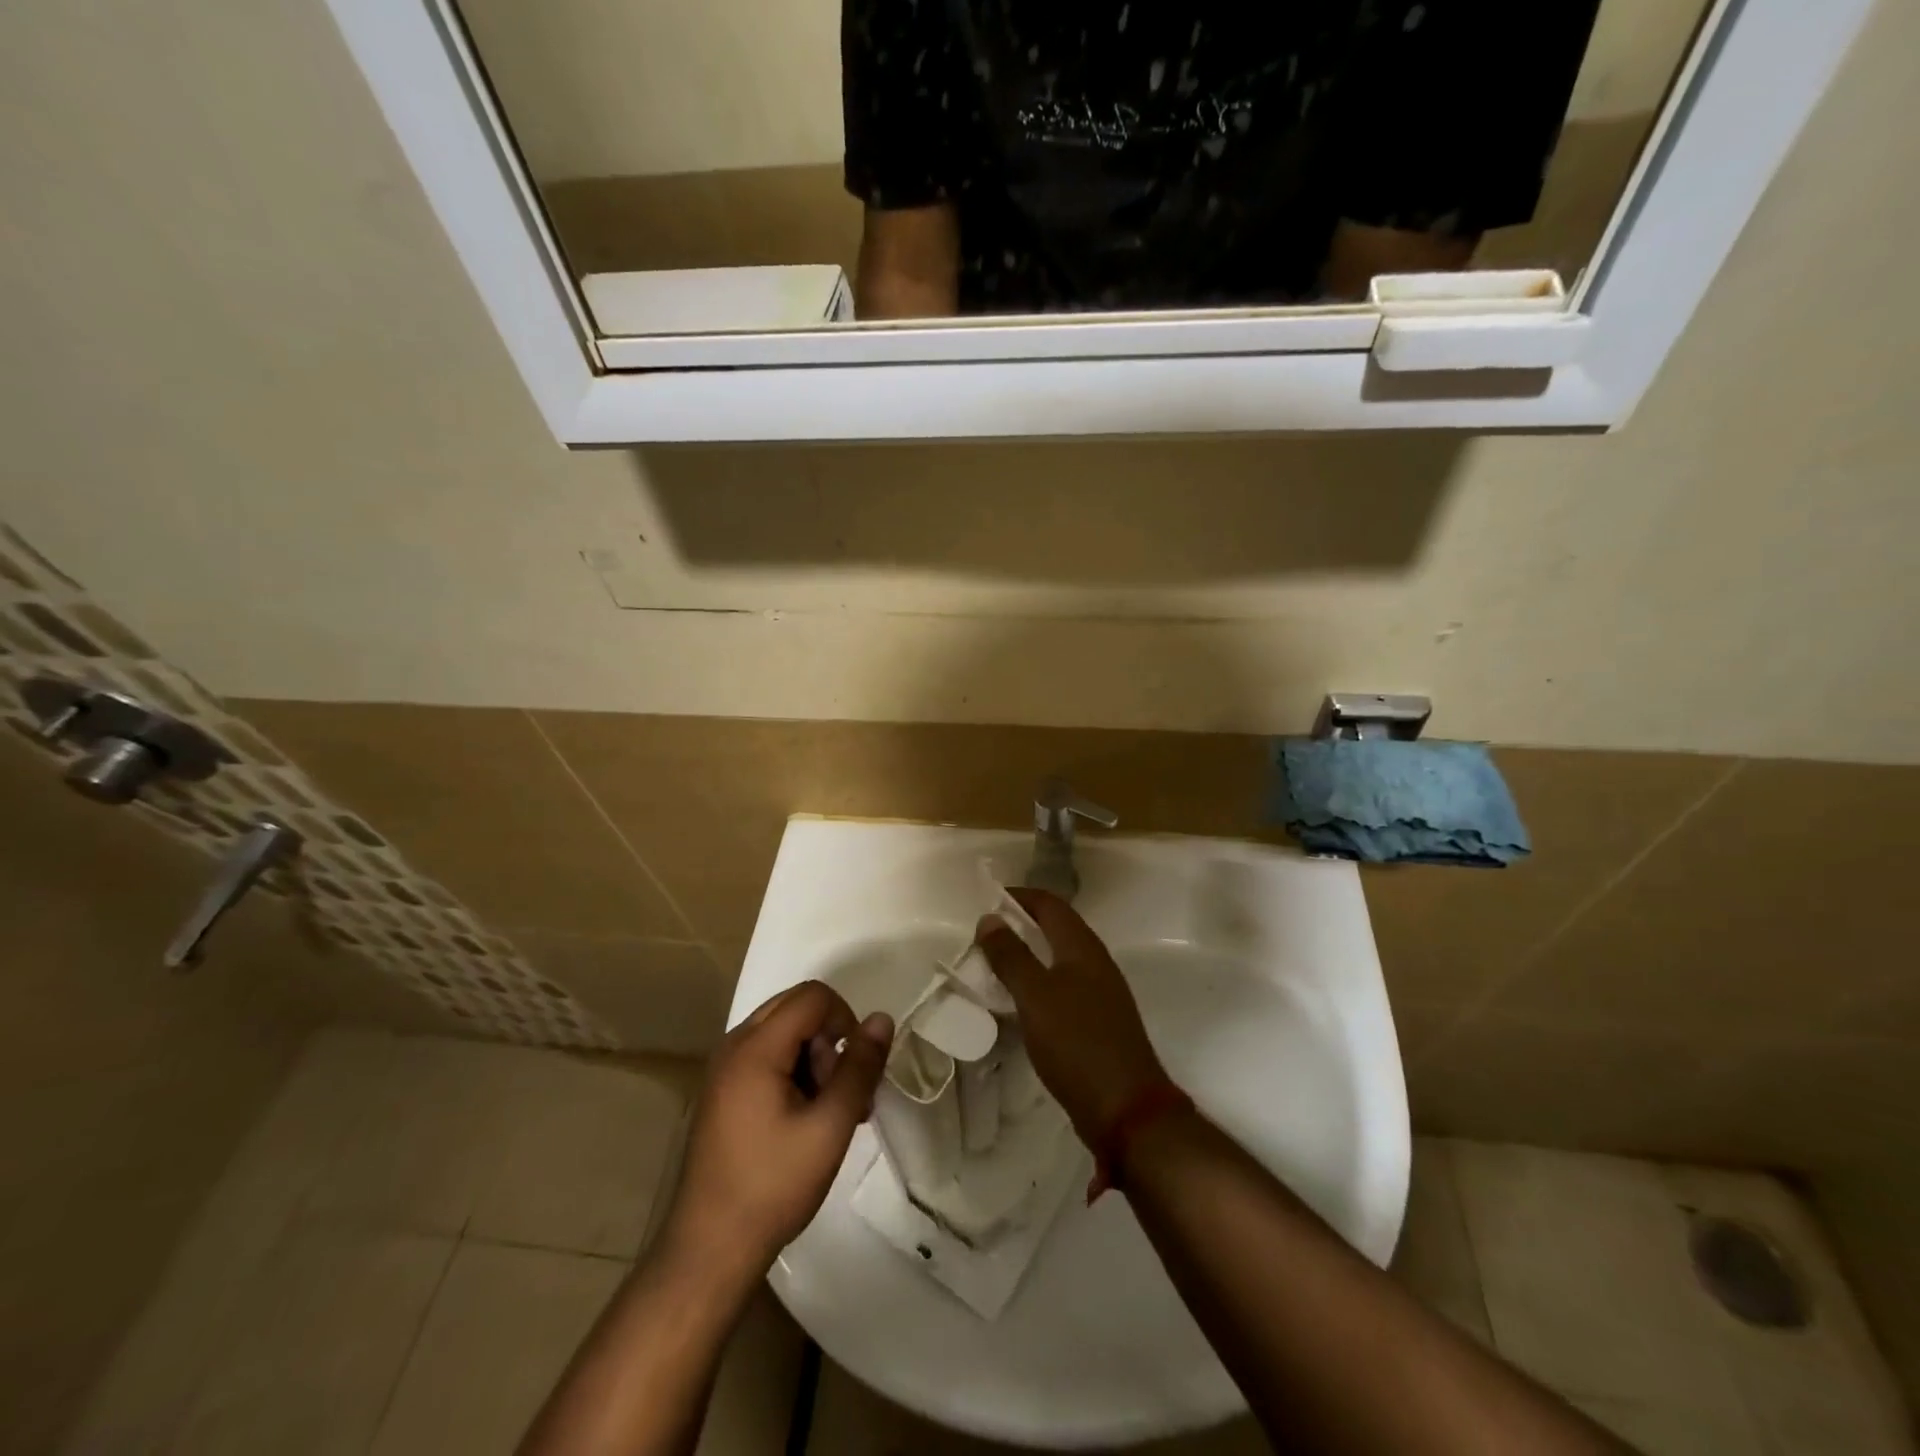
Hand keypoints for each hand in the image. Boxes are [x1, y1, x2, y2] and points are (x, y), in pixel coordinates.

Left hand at [660, 982, 892, 1286]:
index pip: (812, 996)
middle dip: (829, 1038)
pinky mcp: (723, 1092)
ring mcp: (724, 1069)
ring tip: (830, 1112)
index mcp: (755, 1048)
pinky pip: (767, 1056)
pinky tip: (807, 1118)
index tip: (856, 1067)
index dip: (845, 1019)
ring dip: (814, 1057)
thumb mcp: (830, 1127)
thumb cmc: (773, 1186)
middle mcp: (734, 1046)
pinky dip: (794, 1071)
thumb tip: (882, 1019)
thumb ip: (860, 1068)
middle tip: (842, 1090)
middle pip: (796, 1008)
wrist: (709, 1249)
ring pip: (784, 1032)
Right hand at [974, 889, 1168, 1146]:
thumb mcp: (1035, 996)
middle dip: (1021, 924)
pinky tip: (1019, 1002)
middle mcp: (1095, 963)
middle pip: (1057, 928)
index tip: (986, 899)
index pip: (1050, 904)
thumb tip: (989, 918)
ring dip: (1028, 955)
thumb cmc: (1077, 1043)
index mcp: (1083, 948)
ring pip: (1059, 959)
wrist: (1127, 1109)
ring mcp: (1100, 994)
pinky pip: (1062, 988)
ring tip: (994, 964)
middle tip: (984, 933)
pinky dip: (1038, 984)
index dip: (1019, 896)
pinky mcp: (1098, 1022)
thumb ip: (1011, 956)